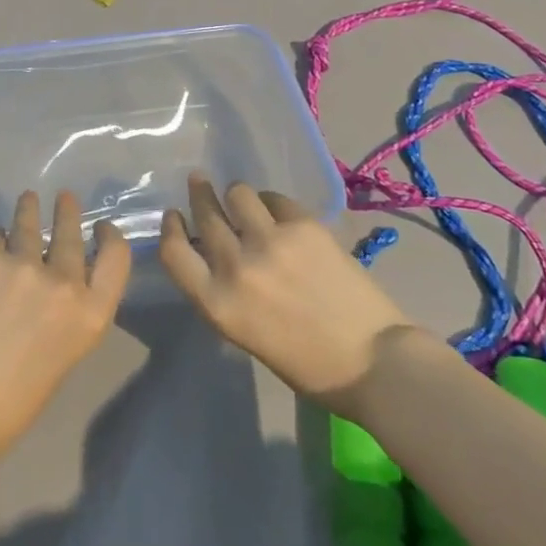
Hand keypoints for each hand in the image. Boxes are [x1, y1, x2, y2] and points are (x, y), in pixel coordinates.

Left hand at [0, 190, 131, 459]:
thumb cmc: (13, 404)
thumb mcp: (62, 357)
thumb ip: (66, 316)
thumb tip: (52, 288)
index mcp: (91, 316)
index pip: (116, 259)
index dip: (110, 238)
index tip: (101, 227)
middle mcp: (64, 283)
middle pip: (72, 234)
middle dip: (67, 212)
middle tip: (64, 198)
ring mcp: (24, 266)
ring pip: (29, 223)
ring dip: (29, 209)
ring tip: (28, 198)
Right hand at [159, 175, 410, 400]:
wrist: (374, 362)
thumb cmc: (307, 364)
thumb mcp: (245, 333)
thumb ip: (223, 291)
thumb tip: (213, 254)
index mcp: (218, 303)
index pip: (173, 251)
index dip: (170, 228)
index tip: (174, 215)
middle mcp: (236, 266)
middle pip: (204, 215)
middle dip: (199, 195)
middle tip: (198, 181)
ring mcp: (271, 241)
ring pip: (238, 193)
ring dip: (237, 196)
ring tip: (244, 200)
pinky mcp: (304, 226)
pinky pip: (275, 199)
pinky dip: (272, 202)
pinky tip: (279, 212)